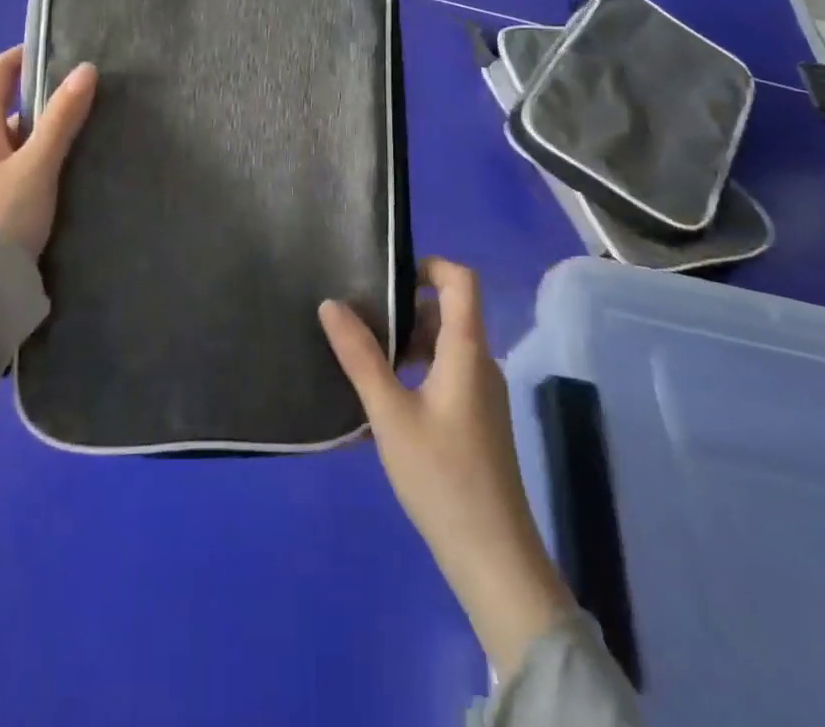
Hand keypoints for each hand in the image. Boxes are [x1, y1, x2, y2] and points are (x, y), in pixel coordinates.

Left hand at [0, 48, 96, 256]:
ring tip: (83, 136)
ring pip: (14, 138)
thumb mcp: (37, 164)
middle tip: (85, 99)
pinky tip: (61, 171)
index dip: (24, 56)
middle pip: (8, 105)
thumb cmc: (1, 216)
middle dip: (44, 98)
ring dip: (43, 132)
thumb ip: (62, 118)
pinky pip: (14, 163)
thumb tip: (85, 69)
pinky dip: (36, 157)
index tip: (61, 52)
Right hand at [320, 258, 573, 681]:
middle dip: (405, 307)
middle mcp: (481, 363)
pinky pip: (448, 372)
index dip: (428, 264)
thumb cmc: (442, 478)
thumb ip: (360, 357)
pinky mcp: (478, 420)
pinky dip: (418, 369)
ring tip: (364, 356)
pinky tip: (385, 397)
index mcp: (467, 350)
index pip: (461, 280)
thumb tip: (331, 304)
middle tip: (360, 318)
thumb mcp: (390, 414)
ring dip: (408, 341)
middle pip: (449, 311)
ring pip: (446, 344)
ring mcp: (483, 394)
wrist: (493, 559)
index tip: (386, 275)